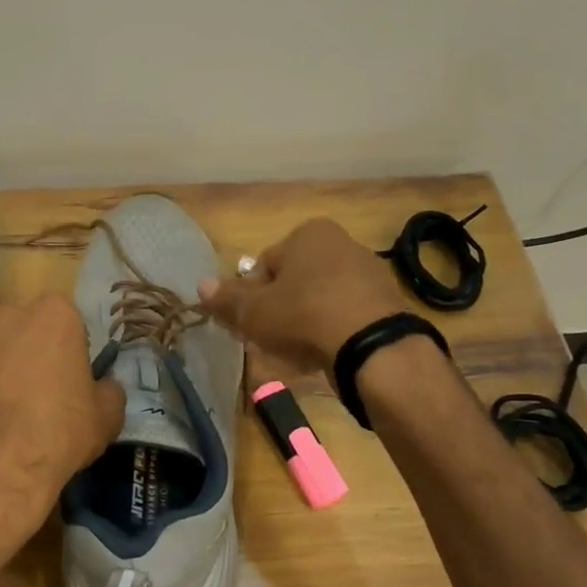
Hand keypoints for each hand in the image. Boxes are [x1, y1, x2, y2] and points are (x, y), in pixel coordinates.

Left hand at [0, 294, 124, 574]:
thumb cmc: (61, 431)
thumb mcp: (108, 415)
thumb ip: (108, 389)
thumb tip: (102, 386)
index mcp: (54, 314)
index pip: (68, 320)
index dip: (72, 348)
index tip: (74, 375)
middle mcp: (8, 315)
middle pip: (27, 328)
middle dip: (34, 350)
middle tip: (44, 389)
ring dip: (4, 368)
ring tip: (12, 409)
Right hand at [198, 218, 404, 371]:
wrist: (373, 346)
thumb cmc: (304, 315)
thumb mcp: (254, 311)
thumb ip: (226, 299)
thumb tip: (200, 285)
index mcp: (308, 233)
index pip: (264, 264)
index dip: (251, 296)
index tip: (249, 324)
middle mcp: (341, 243)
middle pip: (294, 281)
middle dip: (279, 309)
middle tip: (270, 339)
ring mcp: (368, 272)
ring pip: (320, 299)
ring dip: (305, 322)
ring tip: (297, 352)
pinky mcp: (386, 303)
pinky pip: (346, 314)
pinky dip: (332, 331)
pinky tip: (326, 354)